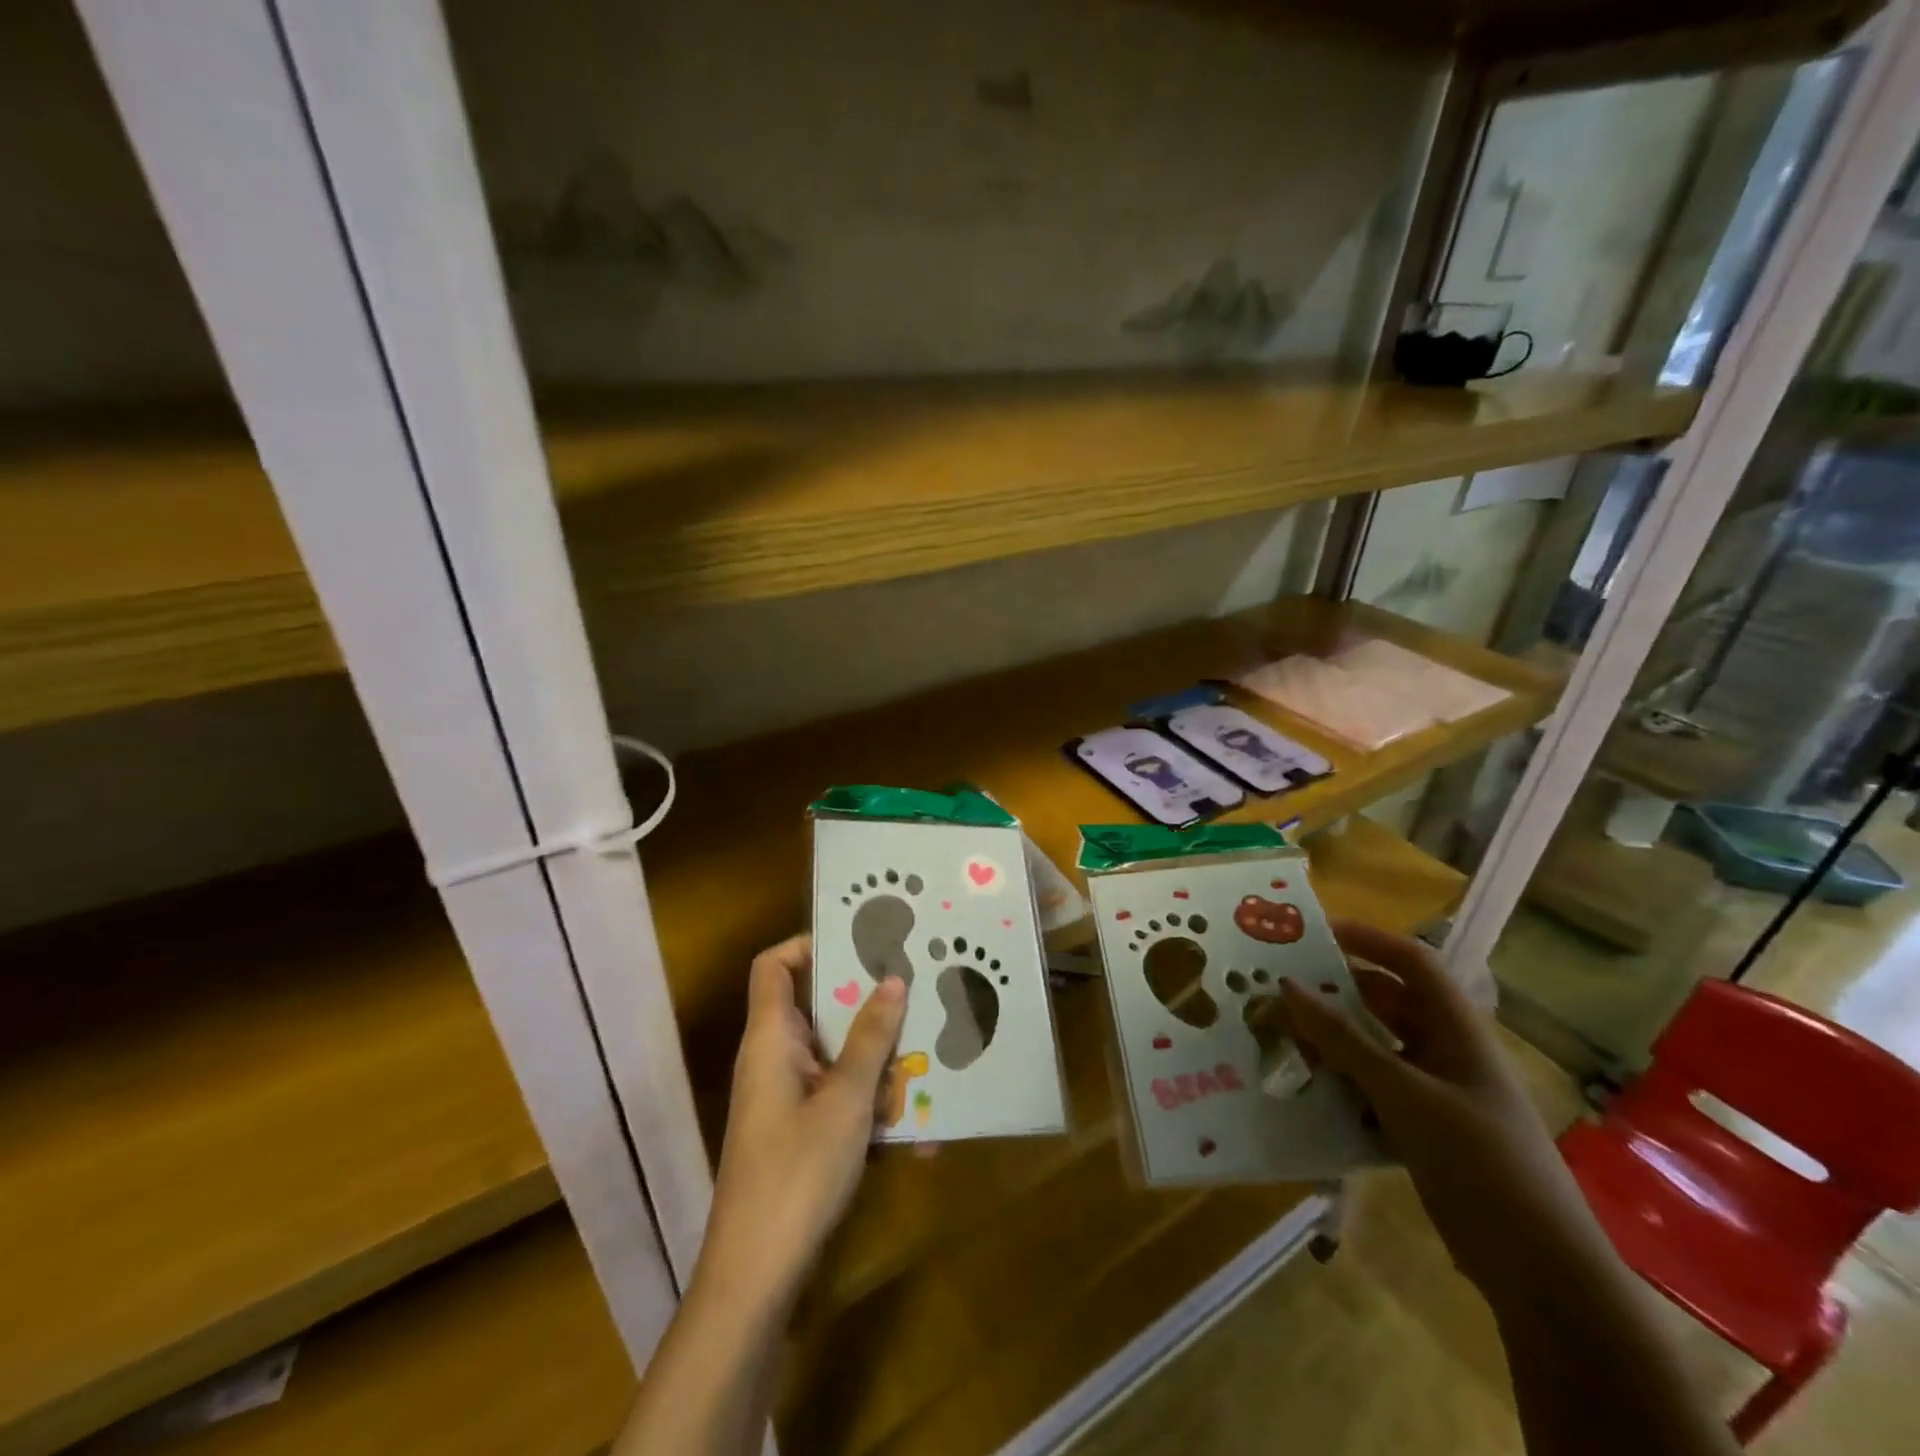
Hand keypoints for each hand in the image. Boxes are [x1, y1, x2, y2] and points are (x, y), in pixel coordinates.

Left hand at [697, 935, 905, 1314]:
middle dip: (866, 1002)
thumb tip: (893, 979)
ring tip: (930, 1055)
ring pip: (835, 1054)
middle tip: (915, 988)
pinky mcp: (799, 1131)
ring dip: (878, 1057)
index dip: (808, 944)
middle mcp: (774, 1058)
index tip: (861, 941)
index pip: (774, 966)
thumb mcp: (845, 1100)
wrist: (754, 1277)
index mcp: (771, 1038)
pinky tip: (918, 1129)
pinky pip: (839, 1096)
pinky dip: (872, 1103)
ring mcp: (786, 1097)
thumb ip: (871, 1039)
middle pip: (816, 1006)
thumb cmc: (797, 1173)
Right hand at [1278, 921, 1599, 1297]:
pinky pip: (1372, 1090)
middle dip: (1337, 993)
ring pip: (1375, 1048)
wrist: (1541, 1273)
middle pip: (1387, 1003)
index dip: (1368, 940)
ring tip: (1281, 1037)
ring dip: (1332, 1042)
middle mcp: (1446, 1052)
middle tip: (1281, 989)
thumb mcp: (1406, 1095)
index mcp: (1457, 1031)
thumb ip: (1344, 1041)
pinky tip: (1306, 1090)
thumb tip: (1288, 986)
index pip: (1412, 963)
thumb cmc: (1481, 1163)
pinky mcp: (1423, 1131)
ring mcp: (1436, 1093)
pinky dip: (1341, 1084)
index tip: (1313, 935)